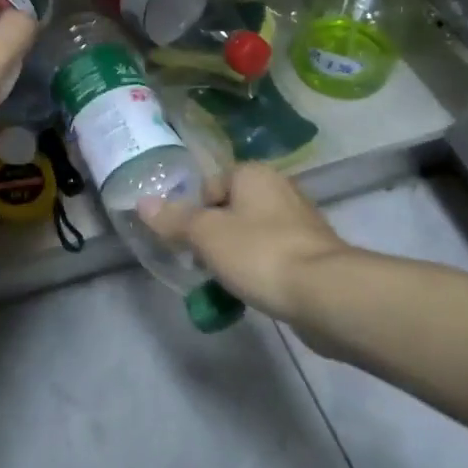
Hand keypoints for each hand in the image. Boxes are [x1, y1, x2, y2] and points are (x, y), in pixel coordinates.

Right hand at [140, 163, 348, 321]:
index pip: (210, 186)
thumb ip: (173, 219)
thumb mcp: (205, 235)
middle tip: (203, 265)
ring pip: (252, 236)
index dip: (194, 214)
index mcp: (254, 174)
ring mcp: (301, 222)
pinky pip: (274, 257)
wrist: (325, 293)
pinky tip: (255, 293)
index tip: (188, 243)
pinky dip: (261, 271)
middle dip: (214, 238)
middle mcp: (280, 189)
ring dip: (237, 257)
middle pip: (231, 211)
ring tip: (226, 283)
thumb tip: (142, 202)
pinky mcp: (314, 254)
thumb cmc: (259, 252)